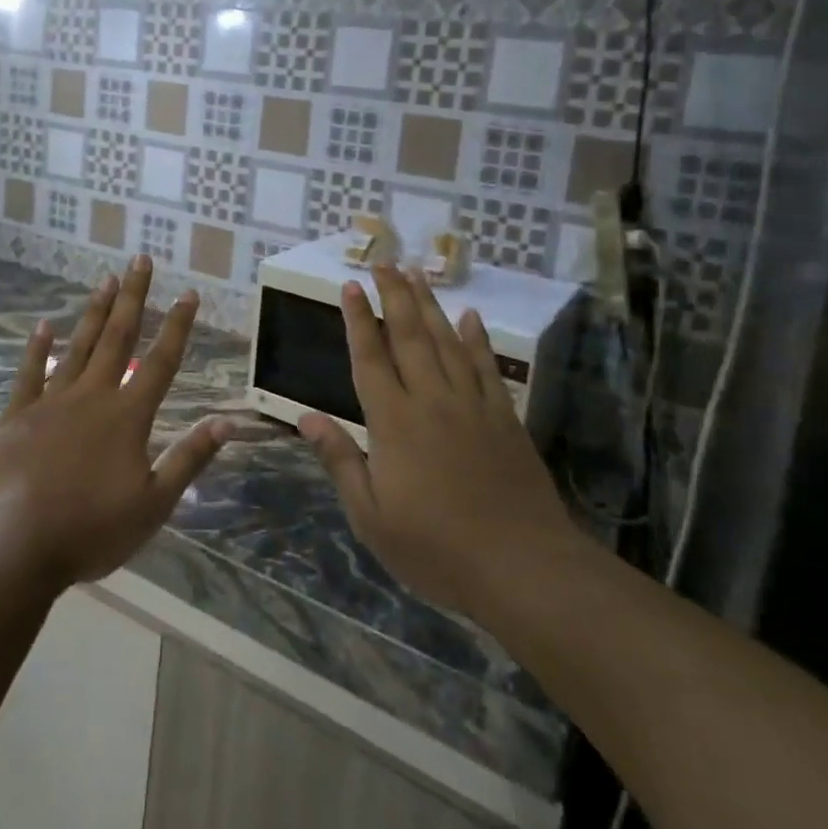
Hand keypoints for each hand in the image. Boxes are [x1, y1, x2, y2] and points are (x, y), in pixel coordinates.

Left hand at [0, 255, 231, 588]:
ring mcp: (51, 402)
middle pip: (118, 337)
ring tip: (106, 279)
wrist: (12, 543)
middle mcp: (92, 396)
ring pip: (78, 346)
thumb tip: (227, 422)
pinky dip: (37, 348)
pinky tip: (43, 325)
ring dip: (94, 312)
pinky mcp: (17, 415)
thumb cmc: (90, 529)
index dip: (178, 326)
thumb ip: (189, 459)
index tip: (189, 293)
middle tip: (140, 259)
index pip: (161, 361)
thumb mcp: (153, 504)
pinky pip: (29, 373)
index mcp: (128, 416)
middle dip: (134, 297)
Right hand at [297, 265, 581, 617]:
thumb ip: (341, 461)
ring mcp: (472, 405)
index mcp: (393, 422)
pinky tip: (471, 317)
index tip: (350, 285)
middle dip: (393, 295)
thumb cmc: (435, 548)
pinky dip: (477, 339)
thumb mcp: (371, 516)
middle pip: (408, 336)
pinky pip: (487, 367)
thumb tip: (307, 418)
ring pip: (446, 341)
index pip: (369, 357)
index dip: (357, 319)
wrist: (520, 566)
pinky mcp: (504, 417)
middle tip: (383, 262)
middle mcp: (431, 400)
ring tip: (417, 273)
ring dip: (429, 305)